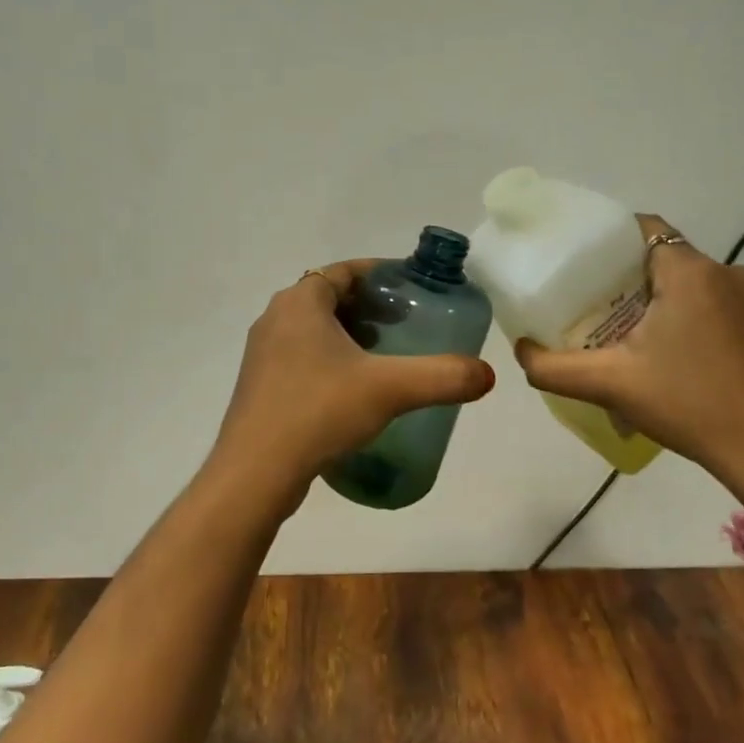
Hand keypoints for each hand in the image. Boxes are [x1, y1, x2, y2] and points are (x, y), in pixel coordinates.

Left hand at [214, 260, 496, 495]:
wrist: (256, 471)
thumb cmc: (319, 411)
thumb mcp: (389, 389)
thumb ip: (442, 377)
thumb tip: (488, 375)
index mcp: (300, 302)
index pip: (343, 271)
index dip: (379, 274)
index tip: (410, 287)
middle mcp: (276, 318)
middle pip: (328, 297)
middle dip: (367, 305)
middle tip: (404, 322)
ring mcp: (262, 353)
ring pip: (313, 328)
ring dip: (347, 333)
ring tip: (384, 355)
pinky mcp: (259, 384)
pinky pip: (300, 355)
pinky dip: (329, 358)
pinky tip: (352, 389)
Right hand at [513, 215, 743, 507]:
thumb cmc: (688, 404)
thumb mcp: (609, 384)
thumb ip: (552, 367)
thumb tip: (520, 350)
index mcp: (690, 272)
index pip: (643, 229)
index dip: (608, 243)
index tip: (582, 269)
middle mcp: (728, 274)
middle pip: (665, 259)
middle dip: (629, 279)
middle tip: (596, 309)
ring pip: (693, 285)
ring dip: (663, 301)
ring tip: (633, 337)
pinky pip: (719, 308)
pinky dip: (692, 320)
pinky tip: (677, 359)